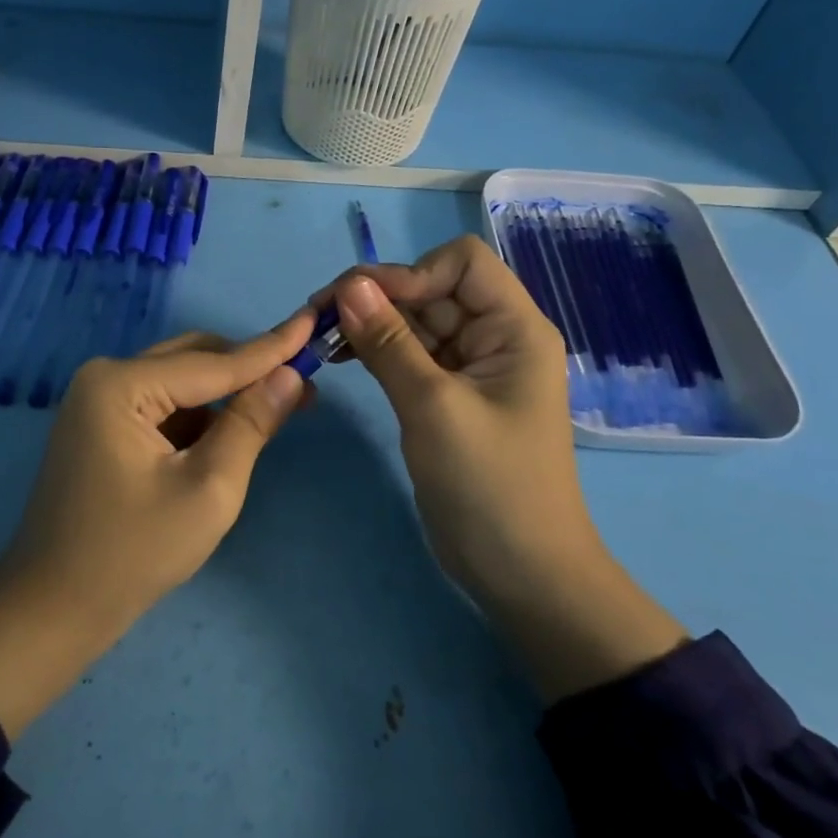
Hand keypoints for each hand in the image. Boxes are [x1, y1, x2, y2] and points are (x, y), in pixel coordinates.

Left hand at [0, 310, 314, 737]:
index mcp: (122, 384)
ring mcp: (99, 402)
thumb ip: (250, 424)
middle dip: (248, 371)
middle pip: (195, 359)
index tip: (315, 321)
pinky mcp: (102, 426)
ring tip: (277, 411)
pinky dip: (199, 417)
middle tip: (304, 384)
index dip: (271, 347)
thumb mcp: (208, 490)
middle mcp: (106, 378)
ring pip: (180, 382)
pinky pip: (163, 406)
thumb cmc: (133, 554)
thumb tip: (291, 376)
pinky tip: (230, 436)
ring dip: (225, 395)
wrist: (54, 610)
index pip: (214, 362)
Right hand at [322, 236, 685, 701]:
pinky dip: (376, 351)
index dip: (411, 273)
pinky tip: (341, 358)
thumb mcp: (433, 408)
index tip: (361, 305)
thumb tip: (350, 284)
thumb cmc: (488, 486)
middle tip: (317, 318)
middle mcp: (495, 337)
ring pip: (415, 322)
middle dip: (378, 298)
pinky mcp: (448, 395)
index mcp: (514, 329)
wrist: (520, 572)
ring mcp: (470, 368)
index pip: (462, 264)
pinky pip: (410, 354)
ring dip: (370, 324)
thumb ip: (389, 342)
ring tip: (321, 339)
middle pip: (432, 290)